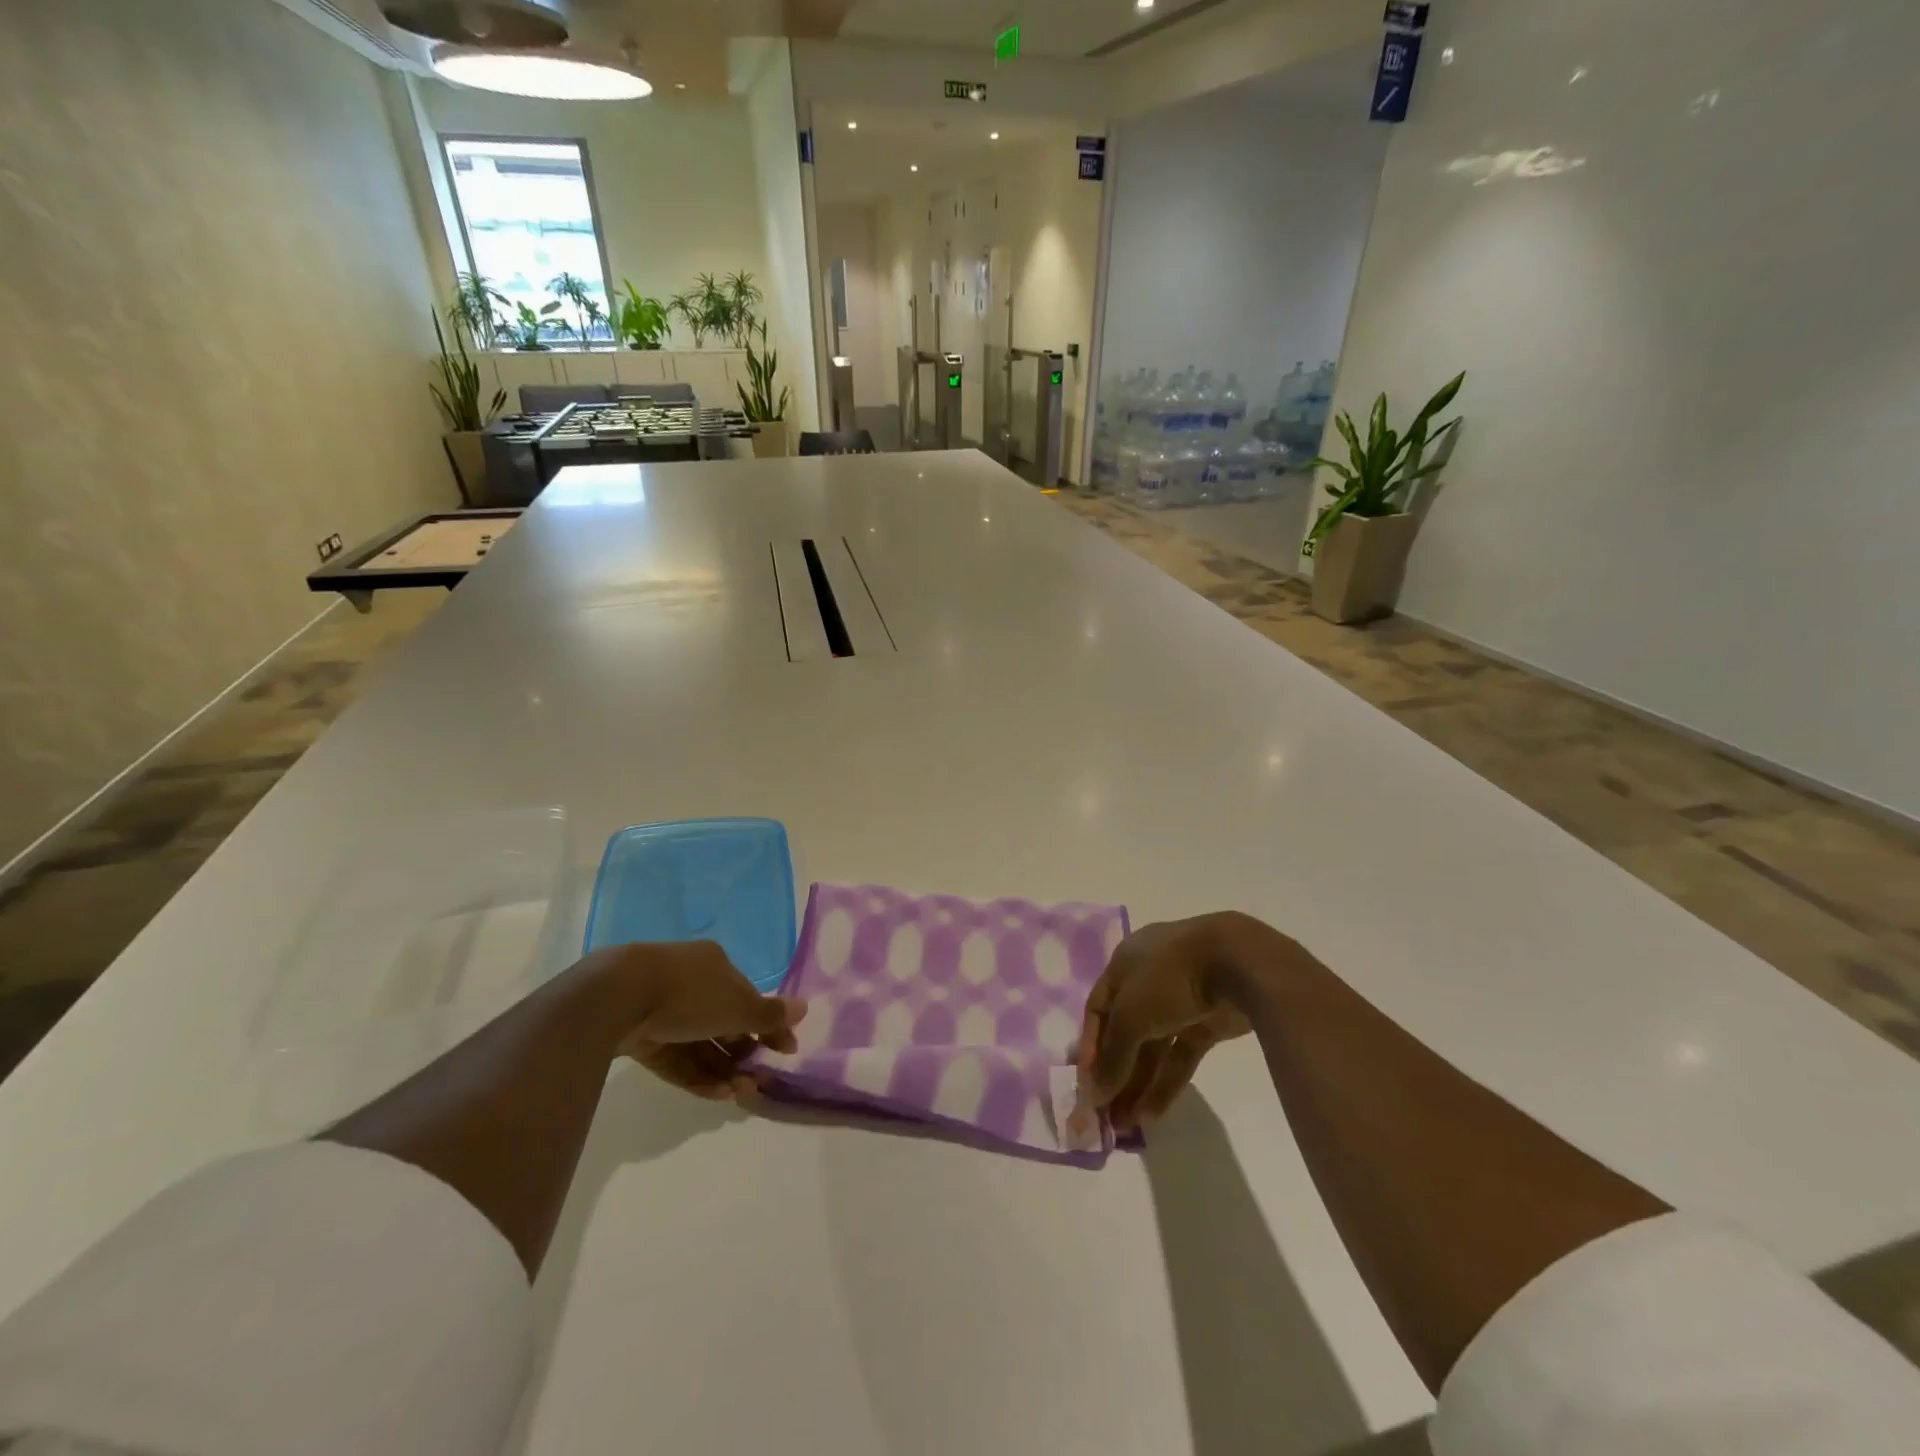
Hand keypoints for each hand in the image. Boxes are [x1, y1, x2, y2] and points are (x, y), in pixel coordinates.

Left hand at [595, 942, 806, 1100]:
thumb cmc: (689, 992)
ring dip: (723, 1069)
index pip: (748, 997)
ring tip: (740, 1094)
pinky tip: (716, 1094)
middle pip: (723, 1022)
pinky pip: (674, 1058)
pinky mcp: (639, 1037)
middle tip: (759, 1080)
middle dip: (743, 1052)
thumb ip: (769, 1014)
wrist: (618, 996)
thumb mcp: (737, 1005)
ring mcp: (662, 1011)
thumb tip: (804, 1008)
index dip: (769, 1024)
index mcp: (714, 966)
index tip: (787, 1050)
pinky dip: (696, 1075)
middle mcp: (690, 984)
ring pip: (699, 1044)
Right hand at [1076, 916, 1255, 1132]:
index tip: (1086, 1086)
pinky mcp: (1206, 1024)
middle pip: (1125, 1032)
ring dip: (1137, 1085)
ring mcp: (1179, 1003)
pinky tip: (1151, 1117)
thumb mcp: (1130, 1015)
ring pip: (1153, 1048)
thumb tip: (1094, 1095)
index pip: (1098, 1010)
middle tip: (1104, 1114)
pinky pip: (1180, 1057)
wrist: (1238, 963)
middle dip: (1115, 1073)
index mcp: (1123, 965)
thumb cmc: (1168, 978)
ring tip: (1124, 1127)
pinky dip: (1165, 1084)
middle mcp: (1147, 981)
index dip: (1090, 1047)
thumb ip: (1112, 1056)